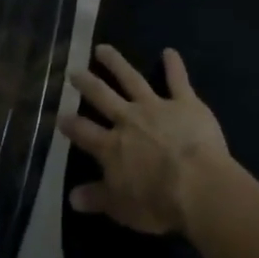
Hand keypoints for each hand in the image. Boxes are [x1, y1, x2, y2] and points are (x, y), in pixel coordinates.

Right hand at [61, 44, 231, 235]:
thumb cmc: (158, 203)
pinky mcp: (184, 103)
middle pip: (102, 96)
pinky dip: (174, 66)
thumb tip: (72, 197)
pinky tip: (170, 52)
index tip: (60, 116)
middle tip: (74, 71)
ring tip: (102, 48)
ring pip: (131, 79)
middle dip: (87, 83)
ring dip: (116, 63)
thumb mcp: (122, 208)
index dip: (71, 125)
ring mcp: (155, 107)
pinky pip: (178, 80)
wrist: (198, 186)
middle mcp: (128, 120)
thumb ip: (97, 198)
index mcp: (112, 147)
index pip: (85, 132)